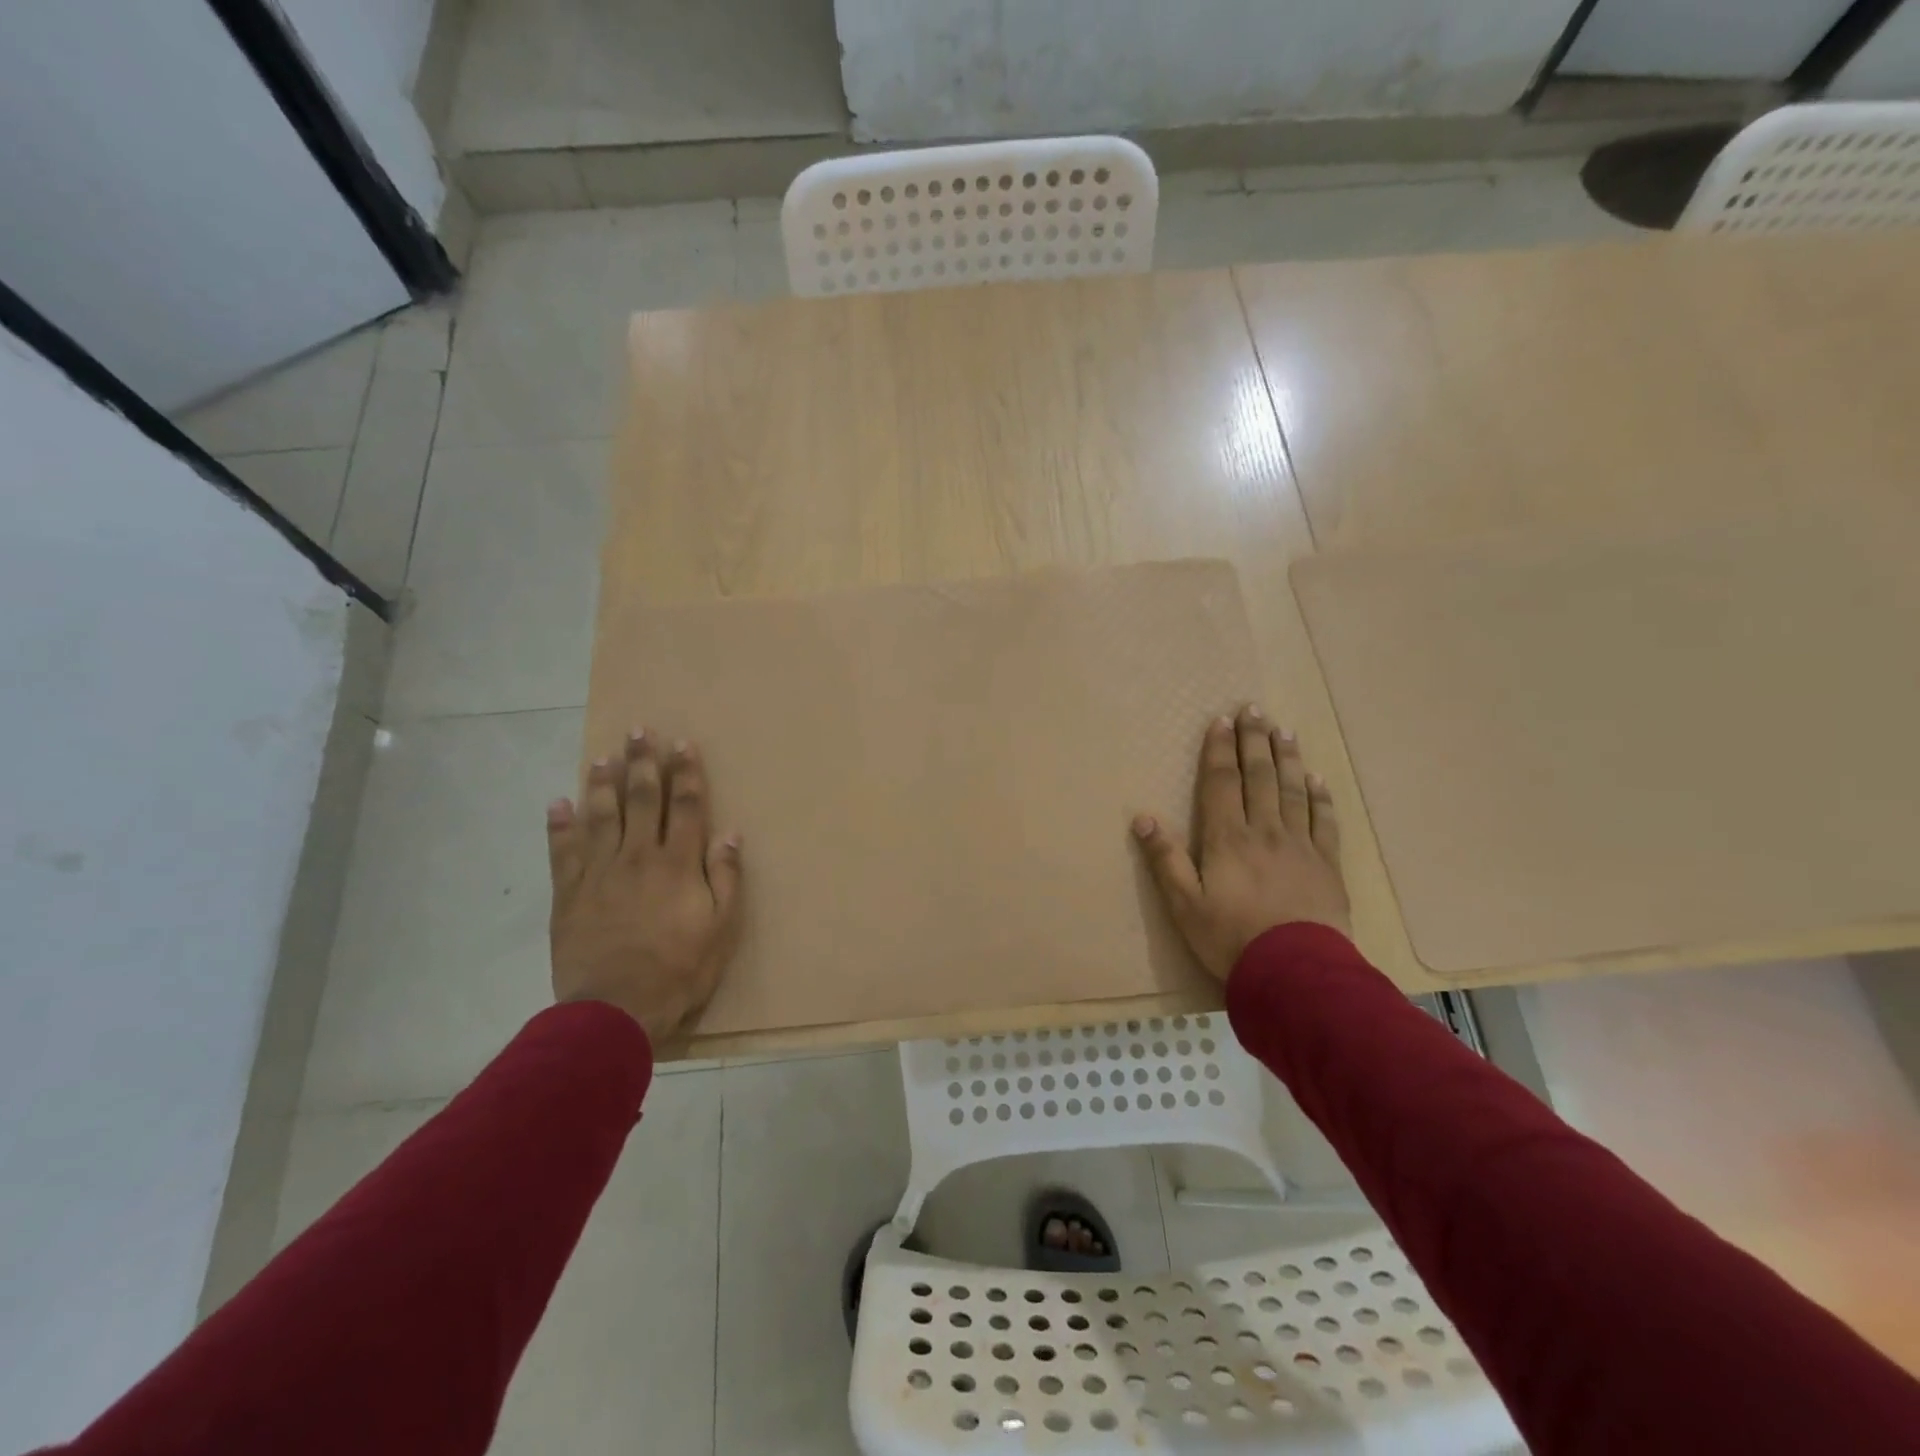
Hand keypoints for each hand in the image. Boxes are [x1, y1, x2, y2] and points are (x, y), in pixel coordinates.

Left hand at [547, 730, 743, 1048]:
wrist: (614, 1011)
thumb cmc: (678, 970)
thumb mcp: (721, 929)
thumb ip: (726, 879)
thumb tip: (730, 835)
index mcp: (677, 865)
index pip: (685, 808)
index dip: (686, 774)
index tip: (683, 744)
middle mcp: (638, 858)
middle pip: (641, 801)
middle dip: (643, 764)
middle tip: (639, 731)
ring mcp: (599, 874)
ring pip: (601, 817)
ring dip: (603, 784)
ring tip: (604, 756)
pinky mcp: (569, 896)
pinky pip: (563, 853)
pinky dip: (559, 826)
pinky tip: (558, 803)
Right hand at [1134, 704, 1349, 980]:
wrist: (1296, 972)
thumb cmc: (1230, 938)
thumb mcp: (1184, 904)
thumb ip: (1164, 859)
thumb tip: (1142, 817)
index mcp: (1227, 838)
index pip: (1222, 783)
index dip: (1220, 750)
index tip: (1221, 721)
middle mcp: (1264, 831)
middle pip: (1260, 777)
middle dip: (1254, 741)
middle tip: (1254, 710)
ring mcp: (1300, 845)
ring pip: (1293, 791)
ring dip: (1287, 758)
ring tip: (1284, 731)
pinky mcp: (1327, 865)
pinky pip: (1324, 822)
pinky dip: (1320, 797)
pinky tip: (1317, 779)